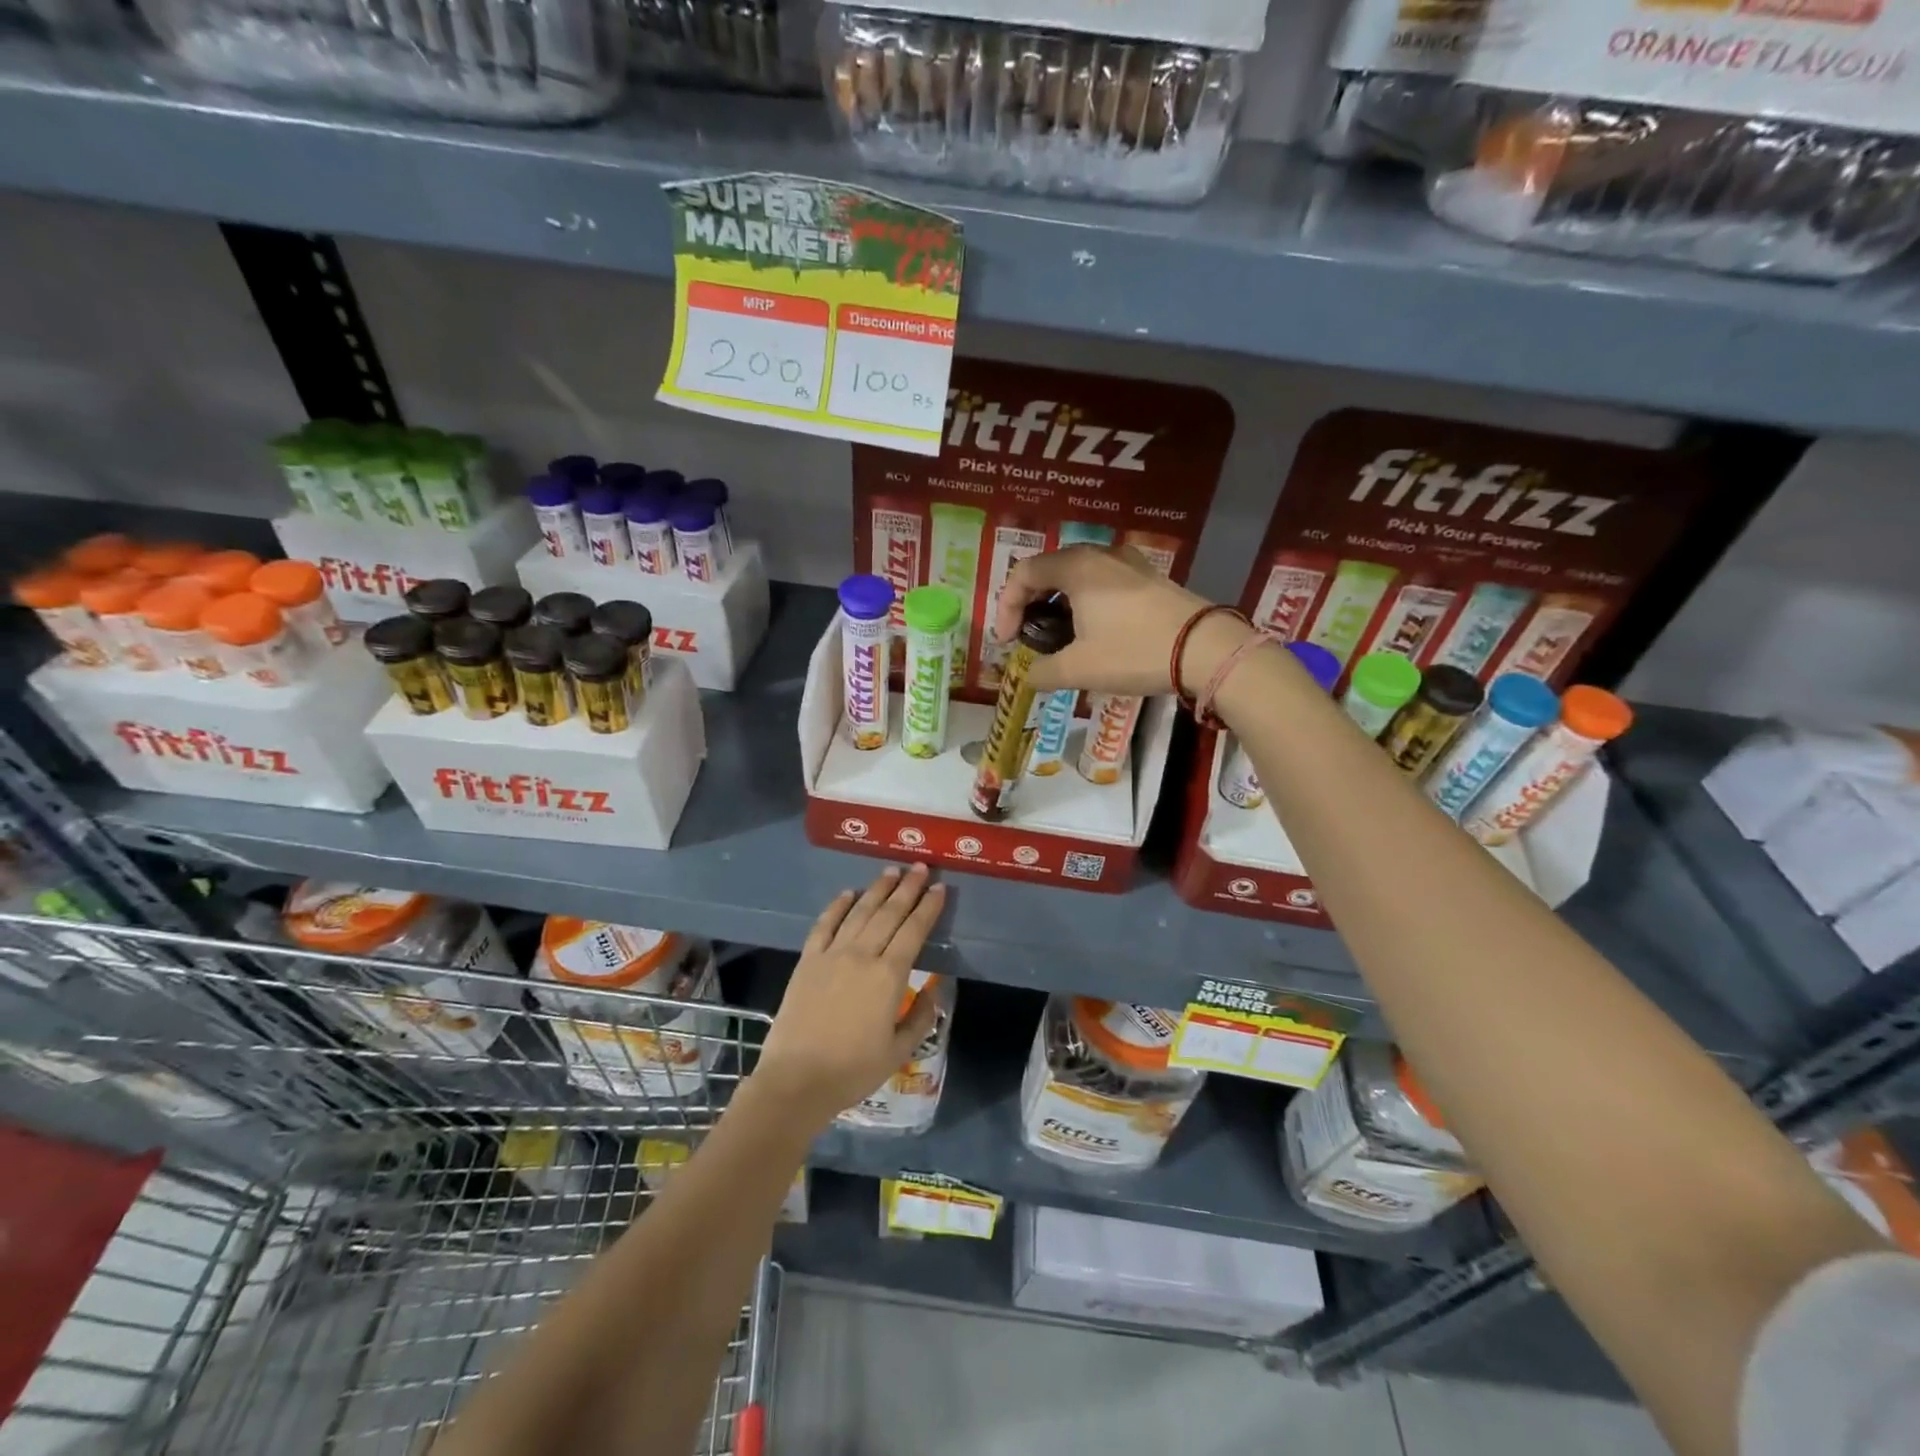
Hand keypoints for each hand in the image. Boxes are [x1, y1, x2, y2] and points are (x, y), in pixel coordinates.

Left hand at [754, 865, 945, 1126]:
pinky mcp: (808, 961)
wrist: (796, 1081)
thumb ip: (921, 1016)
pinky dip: (837, 906)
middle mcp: (862, 955)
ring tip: (891, 871)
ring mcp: (832, 955)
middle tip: (920, 866)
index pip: (914, 931)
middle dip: (907, 888)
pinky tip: (848, 893)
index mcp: (889, 976)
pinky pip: (825, 924)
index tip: (939, 887)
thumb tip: (934, 988)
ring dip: (877, 889)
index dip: (928, 907)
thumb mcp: (899, 1051)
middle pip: (889, 913)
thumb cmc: (853, 1071)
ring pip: (859, 912)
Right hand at [993, 545, 1246, 697]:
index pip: (1023, 574)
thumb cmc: (1134, 652)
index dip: (1006, 608)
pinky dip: (1085, 601)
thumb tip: (1028, 676)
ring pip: (1077, 575)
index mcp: (1075, 567)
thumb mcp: (1079, 669)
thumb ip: (1043, 672)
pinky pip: (1103, 581)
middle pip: (1049, 570)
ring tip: (1059, 636)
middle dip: (1030, 603)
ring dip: (1058, 603)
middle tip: (1028, 636)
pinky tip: (1094, 631)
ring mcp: (1128, 562)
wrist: (1206, 649)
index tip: (1007, 642)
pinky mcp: (1149, 577)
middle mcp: (1099, 555)